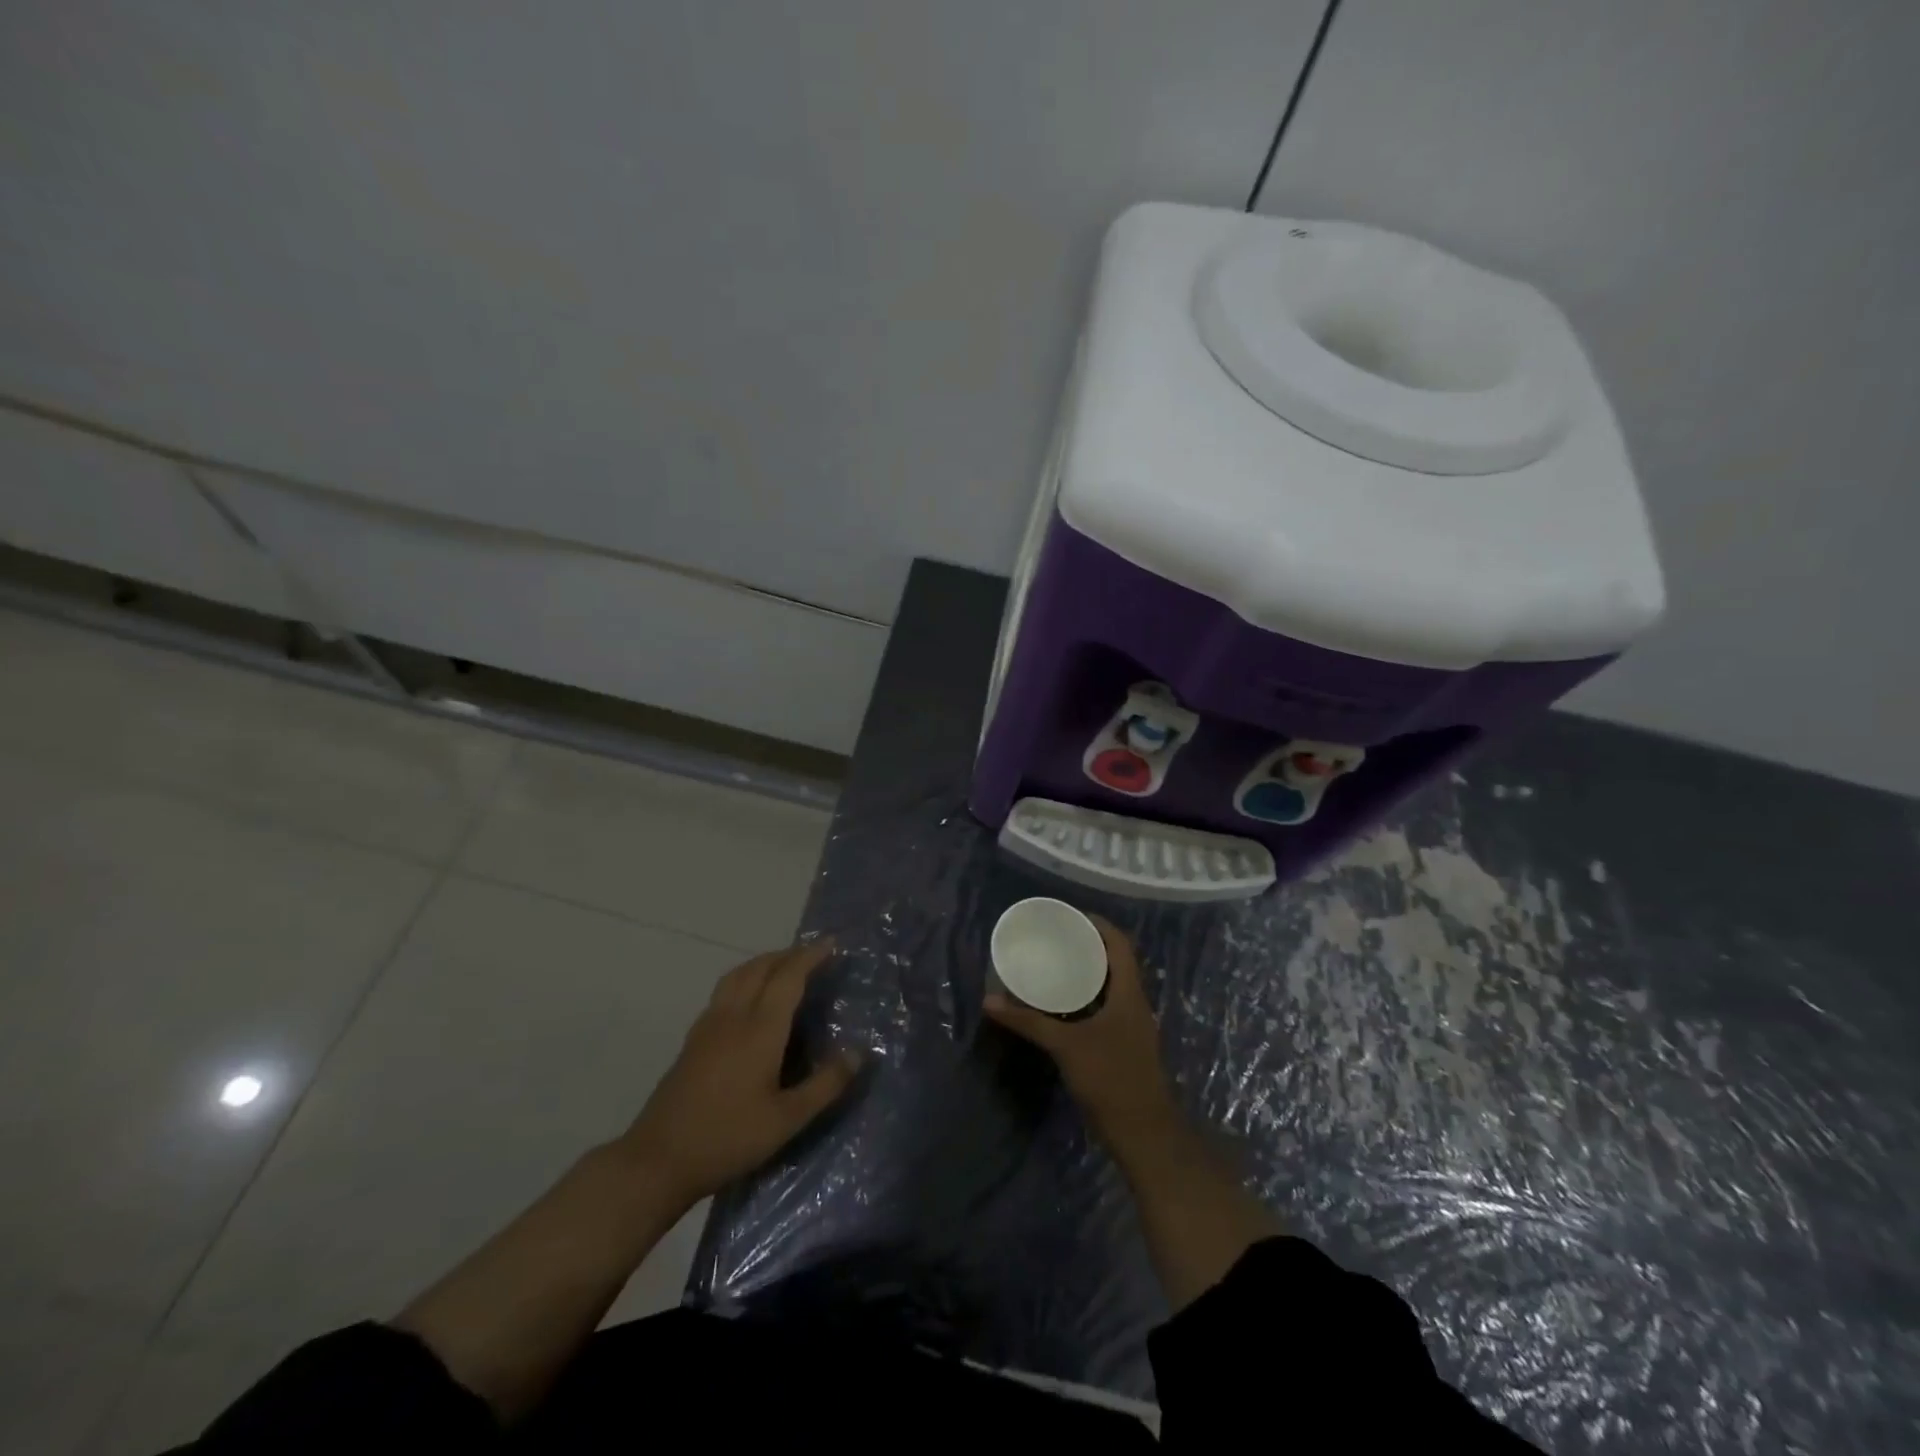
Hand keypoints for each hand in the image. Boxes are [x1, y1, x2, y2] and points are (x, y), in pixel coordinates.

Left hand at [620, 941, 859, 1207]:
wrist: (657, 1160)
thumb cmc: (728, 1139)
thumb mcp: (787, 1120)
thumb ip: (825, 1085)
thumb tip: (858, 1052)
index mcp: (759, 1029)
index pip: (789, 977)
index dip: (811, 956)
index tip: (832, 943)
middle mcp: (733, 1017)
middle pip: (761, 967)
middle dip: (789, 954)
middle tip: (814, 954)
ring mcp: (708, 1026)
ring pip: (738, 975)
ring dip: (764, 962)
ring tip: (784, 968)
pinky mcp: (693, 1040)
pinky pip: (723, 991)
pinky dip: (744, 978)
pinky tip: (749, 1000)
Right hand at [984, 916, 1174, 1141]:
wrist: (1143, 1133)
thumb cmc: (1110, 1078)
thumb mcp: (1066, 1046)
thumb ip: (1029, 1022)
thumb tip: (990, 1001)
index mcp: (1129, 994)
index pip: (1120, 945)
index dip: (1098, 926)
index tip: (1069, 917)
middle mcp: (1133, 1004)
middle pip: (1115, 963)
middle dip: (1088, 947)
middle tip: (1055, 939)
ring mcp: (1130, 1027)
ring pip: (1110, 987)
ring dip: (1087, 973)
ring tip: (1054, 964)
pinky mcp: (1123, 1046)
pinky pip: (1104, 1008)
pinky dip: (1085, 998)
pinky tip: (1061, 1005)